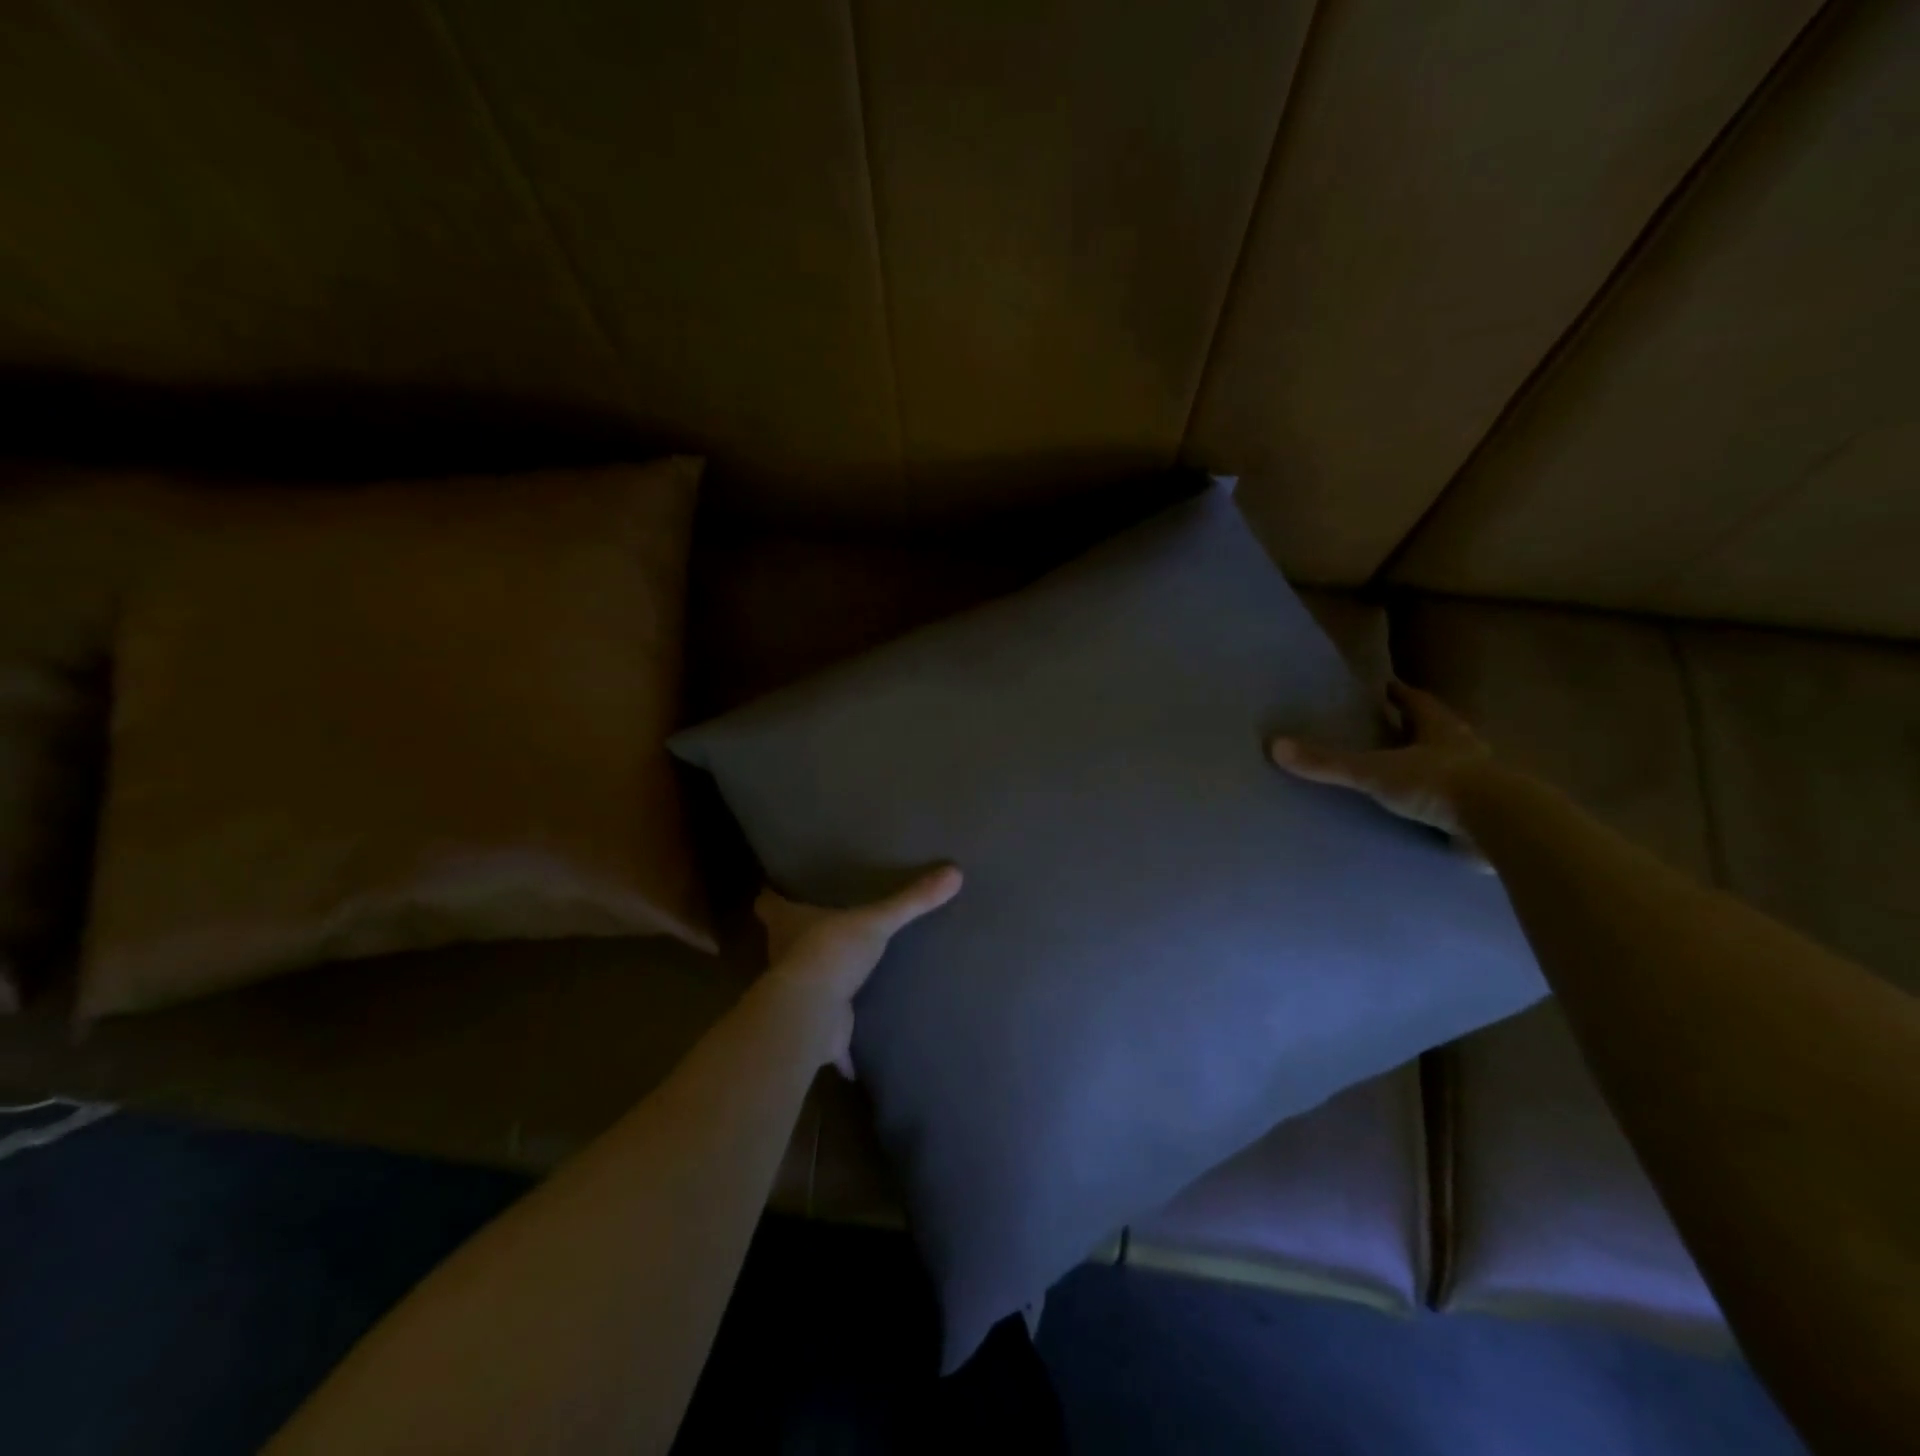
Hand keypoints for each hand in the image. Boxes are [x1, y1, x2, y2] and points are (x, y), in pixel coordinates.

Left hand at [754, 866, 962, 1077]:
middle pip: (784, 941)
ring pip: (804, 984)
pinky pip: (828, 1035)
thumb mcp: (876, 921)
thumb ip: (911, 900)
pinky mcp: (812, 1027)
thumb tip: (954, 872)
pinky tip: (858, 1047)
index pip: (767, 903)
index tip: (781, 887)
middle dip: (800, 936)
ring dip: (819, 982)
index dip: (773, 894)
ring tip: (846, 971)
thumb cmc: (830, 953)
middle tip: (826, 924)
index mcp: (788, 924)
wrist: (811, 1015)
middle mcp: (784, 956)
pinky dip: (840, 1043)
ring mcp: (797, 994)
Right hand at [1269, 681, 1493, 839]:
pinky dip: (1439, 802)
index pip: (1417, 702)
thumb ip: (1327, 763)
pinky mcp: (1485, 813)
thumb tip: (1274, 746)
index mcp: (1439, 729)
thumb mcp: (1373, 771)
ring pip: (1451, 764)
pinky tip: (1423, 811)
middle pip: (1437, 730)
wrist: (1499, 825)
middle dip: (1415, 728)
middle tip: (1390, 726)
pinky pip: (1456, 802)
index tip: (1385, 687)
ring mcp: (1479, 782)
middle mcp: (1463, 748)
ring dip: (1431, 764)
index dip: (1400, 694)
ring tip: (1403, 769)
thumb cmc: (1436, 784)